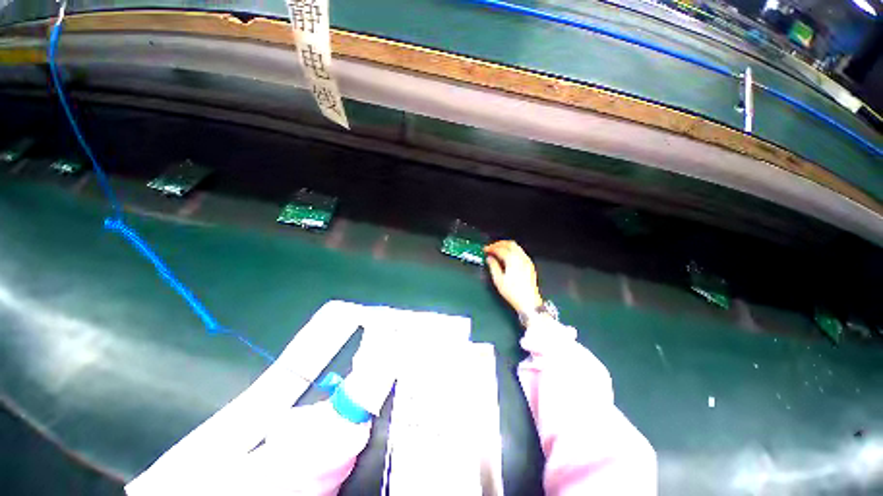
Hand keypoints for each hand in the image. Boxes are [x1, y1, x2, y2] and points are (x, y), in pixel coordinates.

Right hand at [484, 241, 542, 315]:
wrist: (528, 302)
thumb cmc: (513, 292)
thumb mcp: (499, 280)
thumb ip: (493, 266)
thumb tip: (489, 259)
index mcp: (512, 260)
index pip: (500, 249)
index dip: (491, 248)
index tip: (485, 250)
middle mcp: (521, 257)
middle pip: (510, 244)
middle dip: (499, 244)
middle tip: (491, 248)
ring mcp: (527, 261)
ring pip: (516, 247)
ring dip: (506, 246)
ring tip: (498, 251)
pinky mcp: (529, 265)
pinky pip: (520, 252)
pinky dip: (512, 251)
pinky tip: (507, 257)